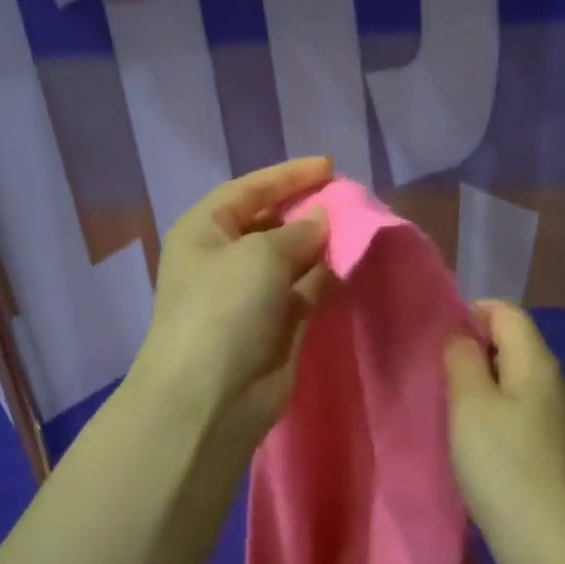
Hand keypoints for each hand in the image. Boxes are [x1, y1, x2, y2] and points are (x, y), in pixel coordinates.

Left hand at [127, 157, 335, 459]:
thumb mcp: (259, 255)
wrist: (210, 397)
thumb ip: (297, 232)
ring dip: (321, 244)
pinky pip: (305, 290)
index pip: (249, 189)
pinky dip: (326, 277)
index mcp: (204, 230)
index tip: (330, 166)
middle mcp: (224, 257)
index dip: (288, 175)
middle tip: (350, 200)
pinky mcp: (276, 325)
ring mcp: (250, 294)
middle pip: (271, 222)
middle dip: (308, 210)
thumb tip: (321, 221)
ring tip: (360, 227)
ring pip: (292, 257)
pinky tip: (352, 264)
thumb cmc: (224, 308)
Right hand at [444, 301, 564, 559]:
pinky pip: (511, 410)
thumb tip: (461, 335)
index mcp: (536, 362)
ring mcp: (550, 417)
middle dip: (470, 348)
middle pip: (509, 342)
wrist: (550, 547)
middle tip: (435, 373)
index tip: (436, 340)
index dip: (470, 313)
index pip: (505, 312)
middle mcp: (549, 382)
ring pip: (508, 378)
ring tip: (445, 403)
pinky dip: (487, 412)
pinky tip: (467, 437)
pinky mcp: (544, 448)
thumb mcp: (471, 404)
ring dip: (476, 383)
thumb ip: (463, 359)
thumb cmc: (504, 466)